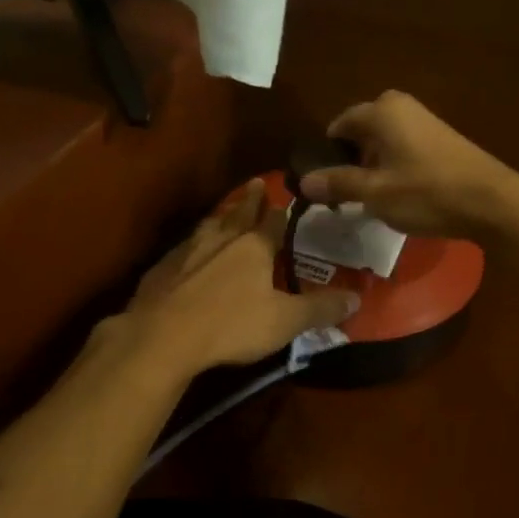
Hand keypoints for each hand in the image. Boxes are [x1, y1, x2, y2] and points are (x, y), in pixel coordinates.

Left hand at [119, 181, 358, 374]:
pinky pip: (183, 247)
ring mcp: (187, 251)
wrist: (163, 335)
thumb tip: (356, 298)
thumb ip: (319, 309)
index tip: (286, 196)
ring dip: (221, 216)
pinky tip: (189, 249)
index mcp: (253, 248)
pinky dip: (193, 242)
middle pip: (239, 214)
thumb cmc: (231, 325)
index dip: (282, 211)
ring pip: (209, 226)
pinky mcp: (162, 268)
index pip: (273, 222)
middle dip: (250, 199)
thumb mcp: (284, 322)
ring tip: (225, 210)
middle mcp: (221, 240)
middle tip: (255, 182)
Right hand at [298, 91, 518, 240]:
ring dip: (371, 167)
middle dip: (349, 161)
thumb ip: (338, 184)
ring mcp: (424, 121)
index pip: (338, 126)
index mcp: (381, 111)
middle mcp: (401, 107)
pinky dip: (393, 168)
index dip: (326, 155)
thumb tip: (303, 181)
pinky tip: (398, 196)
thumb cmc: (426, 193)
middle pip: (360, 133)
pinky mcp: (440, 140)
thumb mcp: (374, 193)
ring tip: (370, 200)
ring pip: (382, 142)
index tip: (322, 185)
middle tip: (345, 196)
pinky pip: (402, 149)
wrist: (492, 202)